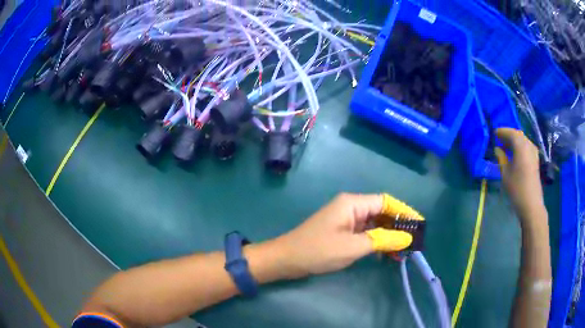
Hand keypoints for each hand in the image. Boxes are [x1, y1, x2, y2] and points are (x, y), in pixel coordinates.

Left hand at [273, 193, 412, 278]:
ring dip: (388, 235)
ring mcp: (345, 219)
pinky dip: (376, 241)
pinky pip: (365, 233)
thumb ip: (382, 240)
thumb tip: (407, 237)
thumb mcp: (353, 247)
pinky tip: (386, 252)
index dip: (404, 211)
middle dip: (397, 225)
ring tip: (403, 250)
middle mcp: (351, 207)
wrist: (286, 259)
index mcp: (353, 203)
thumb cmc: (318, 251)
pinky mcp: (342, 231)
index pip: (386, 202)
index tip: (418, 224)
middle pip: (381, 212)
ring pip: (374, 224)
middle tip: (413, 241)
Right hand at [495, 128, 545, 221]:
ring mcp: (533, 152)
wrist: (531, 204)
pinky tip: (515, 153)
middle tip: (499, 139)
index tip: (494, 134)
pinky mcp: (535, 159)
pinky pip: (526, 146)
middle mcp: (528, 145)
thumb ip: (501, 158)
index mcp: (520, 146)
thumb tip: (497, 149)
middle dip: (508, 135)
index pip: (510, 132)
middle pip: (517, 134)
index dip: (501, 132)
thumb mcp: (505, 173)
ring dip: (514, 140)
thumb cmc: (517, 189)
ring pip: (522, 140)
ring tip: (506, 146)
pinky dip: (519, 146)